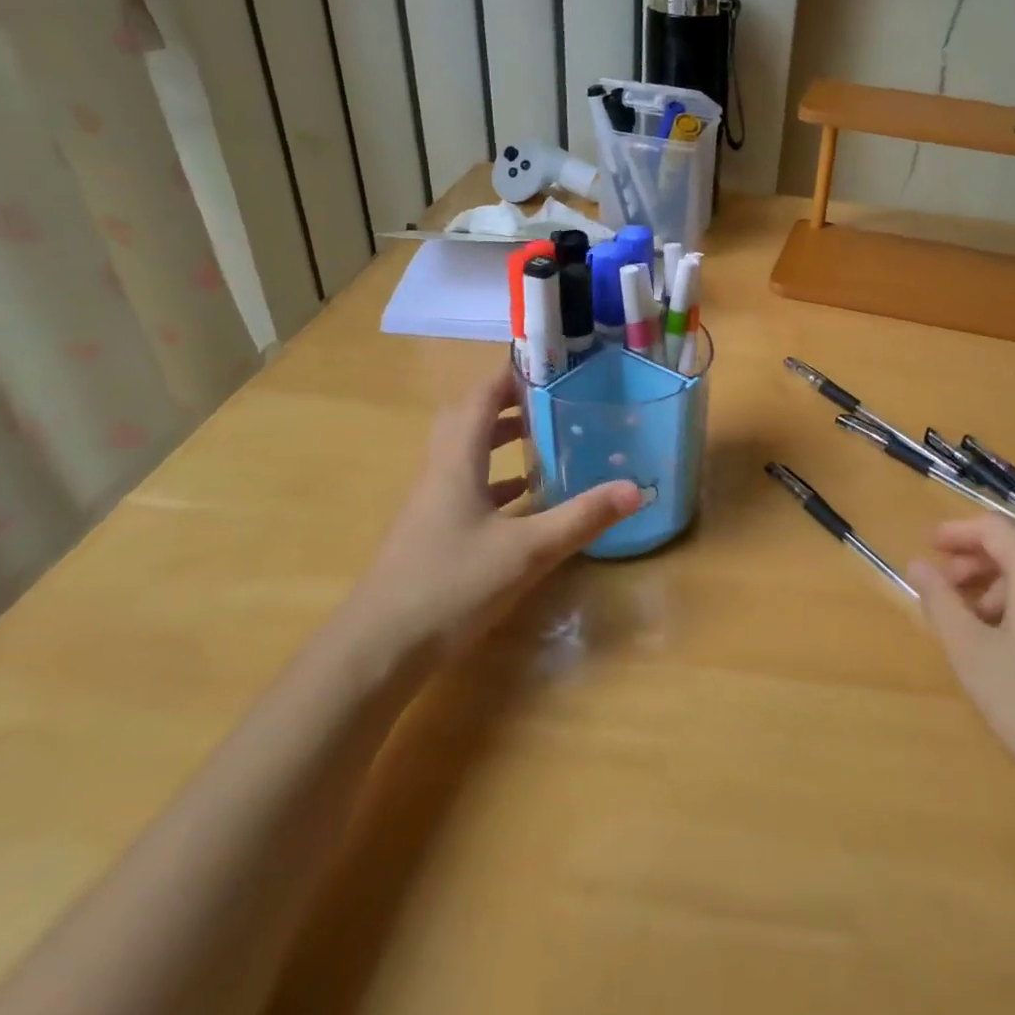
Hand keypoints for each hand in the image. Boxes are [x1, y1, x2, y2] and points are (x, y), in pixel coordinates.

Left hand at [346, 366, 640, 656]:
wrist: (378, 649)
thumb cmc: (451, 586)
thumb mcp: (527, 551)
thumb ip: (582, 517)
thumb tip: (636, 488)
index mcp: (457, 462)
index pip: (479, 398)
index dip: (510, 375)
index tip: (549, 364)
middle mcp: (439, 473)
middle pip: (467, 420)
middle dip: (507, 403)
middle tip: (550, 399)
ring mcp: (430, 505)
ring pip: (466, 455)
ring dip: (499, 440)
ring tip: (543, 439)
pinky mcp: (431, 533)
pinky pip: (466, 488)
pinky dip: (496, 481)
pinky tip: (524, 501)